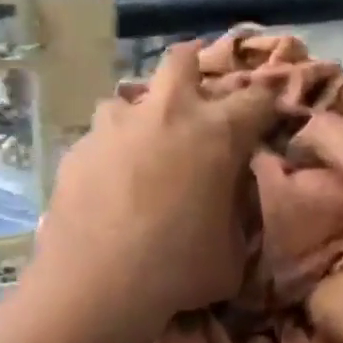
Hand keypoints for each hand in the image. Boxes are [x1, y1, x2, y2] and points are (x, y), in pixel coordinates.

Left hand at [32, 41, 276, 331]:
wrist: (95, 282)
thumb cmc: (175, 270)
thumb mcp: (230, 254)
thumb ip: (235, 217)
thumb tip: (227, 206)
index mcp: (217, 132)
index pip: (258, 96)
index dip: (265, 105)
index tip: (263, 120)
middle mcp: (165, 113)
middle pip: (182, 60)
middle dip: (192, 69)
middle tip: (193, 99)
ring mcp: (114, 126)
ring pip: (128, 99)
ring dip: (140, 115)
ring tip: (140, 147)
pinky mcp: (77, 148)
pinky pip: (98, 137)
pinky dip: (107, 150)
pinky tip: (104, 181)